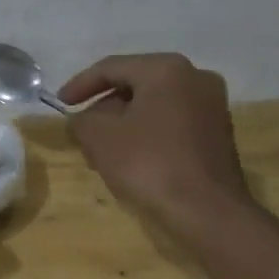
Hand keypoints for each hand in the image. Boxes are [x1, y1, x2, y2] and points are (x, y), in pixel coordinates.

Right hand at [59, 53, 255, 242]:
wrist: (206, 211)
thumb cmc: (148, 163)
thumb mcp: (98, 137)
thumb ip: (80, 120)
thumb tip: (82, 120)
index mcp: (166, 69)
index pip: (111, 67)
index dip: (80, 84)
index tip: (60, 103)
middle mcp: (195, 78)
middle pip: (134, 85)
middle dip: (103, 108)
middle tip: (81, 130)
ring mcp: (211, 106)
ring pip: (153, 106)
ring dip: (123, 123)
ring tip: (100, 149)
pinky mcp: (218, 133)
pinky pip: (171, 123)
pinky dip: (146, 134)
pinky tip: (129, 158)